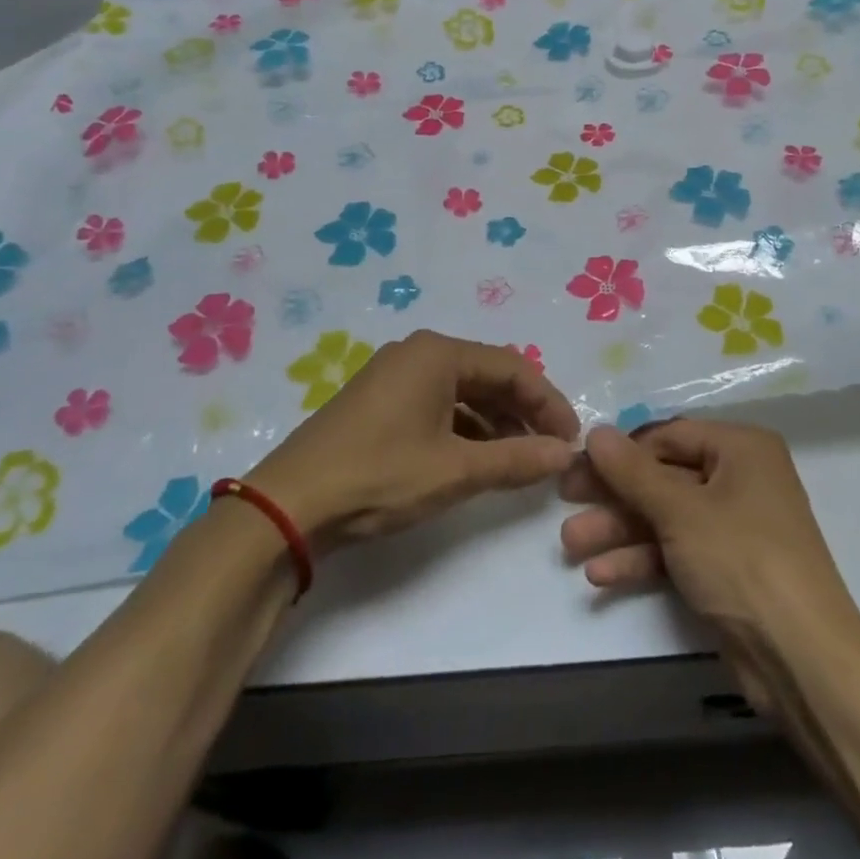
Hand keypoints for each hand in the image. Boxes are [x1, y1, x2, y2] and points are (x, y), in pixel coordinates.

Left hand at [250, 329, 579, 551]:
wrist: (289, 505)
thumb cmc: (379, 475)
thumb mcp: (455, 470)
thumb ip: (516, 459)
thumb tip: (566, 454)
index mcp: (438, 353)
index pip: (513, 367)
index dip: (548, 402)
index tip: (571, 438)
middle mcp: (417, 354)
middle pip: (488, 376)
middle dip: (523, 412)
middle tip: (550, 449)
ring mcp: (394, 377)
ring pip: (463, 392)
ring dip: (496, 423)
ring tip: (520, 460)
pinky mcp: (379, 403)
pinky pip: (438, 406)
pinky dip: (465, 430)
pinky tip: (478, 459)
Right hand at [561, 420, 856, 636]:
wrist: (801, 658)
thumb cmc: (742, 560)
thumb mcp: (681, 510)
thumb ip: (633, 472)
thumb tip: (596, 432)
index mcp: (741, 449)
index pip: (669, 435)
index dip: (622, 450)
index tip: (578, 465)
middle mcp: (740, 479)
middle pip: (664, 477)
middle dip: (614, 495)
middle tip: (565, 500)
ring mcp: (733, 527)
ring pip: (665, 517)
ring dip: (619, 530)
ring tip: (570, 545)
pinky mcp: (726, 569)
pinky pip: (676, 551)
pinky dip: (642, 559)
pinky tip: (601, 575)